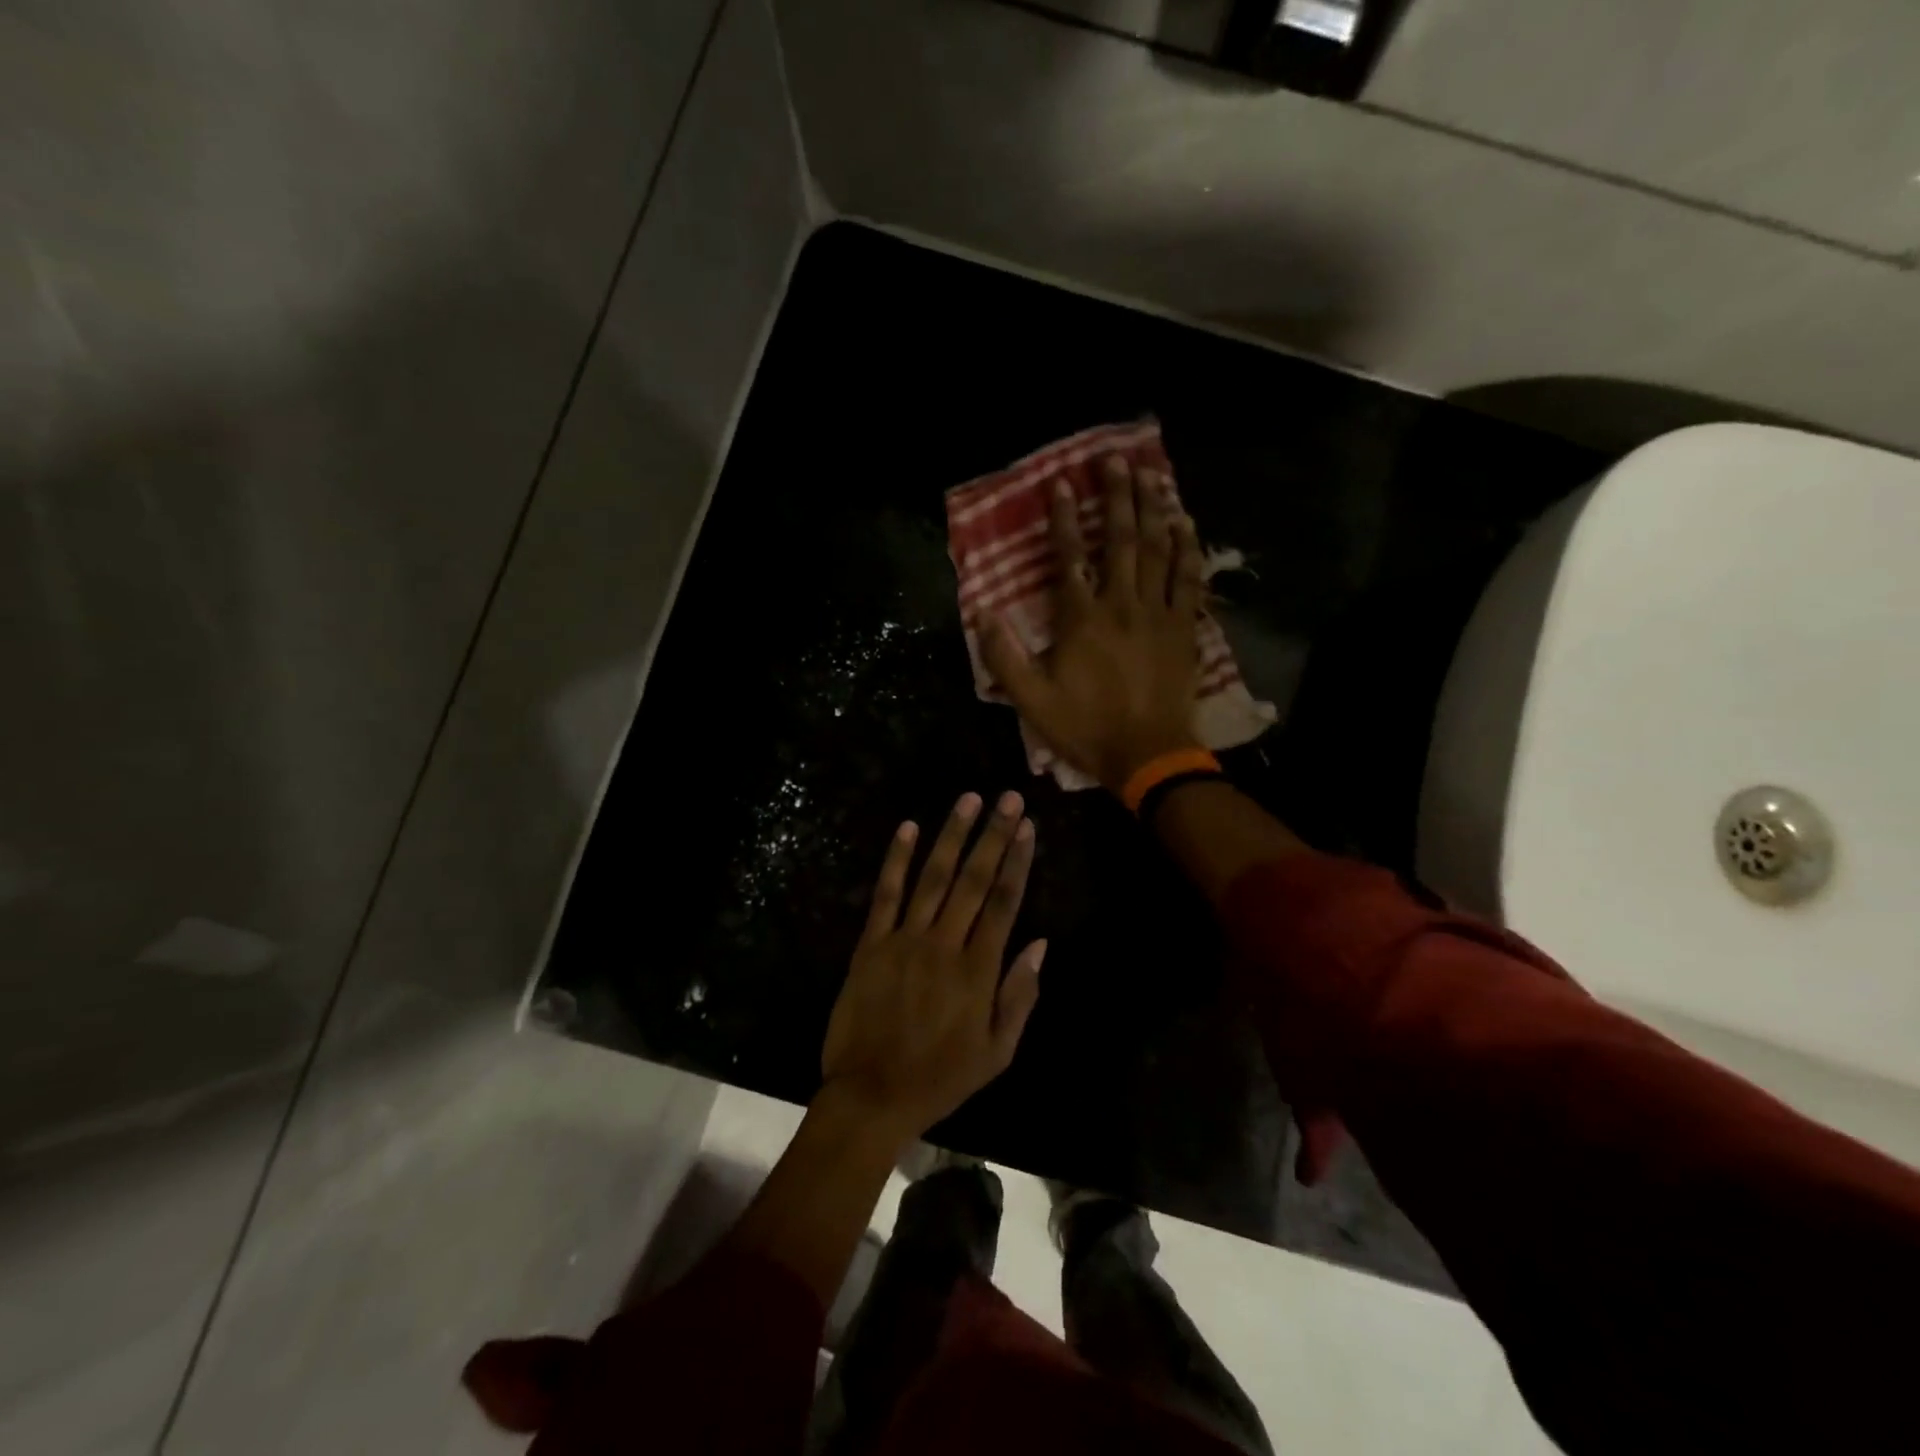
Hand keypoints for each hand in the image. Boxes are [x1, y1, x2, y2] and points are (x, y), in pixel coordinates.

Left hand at [820, 792, 1045, 1147]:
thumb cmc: (941, 1077)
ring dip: (952, 835)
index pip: (1003, 903)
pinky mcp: (871, 943)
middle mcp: (943, 945)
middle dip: (993, 835)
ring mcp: (904, 940)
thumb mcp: (997, 1053)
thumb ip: (1020, 996)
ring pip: (933, 878)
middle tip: (1008, 798)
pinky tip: (908, 827)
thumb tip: (1040, 944)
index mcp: (977, 971)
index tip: (1028, 828)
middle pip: (973, 880)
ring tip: (968, 799)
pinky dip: (897, 859)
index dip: (1017, 862)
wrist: (871, 1095)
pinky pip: (885, 894)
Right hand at [982, 454, 1206, 792]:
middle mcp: (1120, 605)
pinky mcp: (1183, 628)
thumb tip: (982, 613)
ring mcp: (1156, 614)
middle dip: (1116, 497)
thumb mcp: (1031, 700)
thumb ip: (1004, 656)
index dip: (1064, 519)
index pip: (1070, 558)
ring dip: (1153, 510)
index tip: (1061, 485)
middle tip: (1115, 460)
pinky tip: (1185, 524)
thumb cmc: (1086, 728)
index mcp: (1081, 619)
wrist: (1148, 755)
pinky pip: (1188, 580)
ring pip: (1158, 551)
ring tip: (1151, 476)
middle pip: (1120, 540)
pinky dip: (1187, 549)